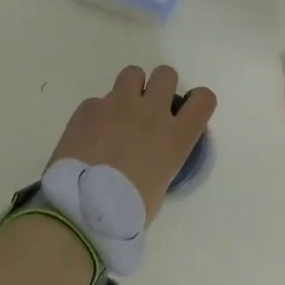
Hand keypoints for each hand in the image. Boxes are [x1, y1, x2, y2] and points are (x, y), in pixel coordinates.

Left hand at [47, 65, 215, 222]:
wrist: (80, 209)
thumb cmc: (126, 212)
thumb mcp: (158, 188)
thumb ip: (160, 163)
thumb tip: (149, 161)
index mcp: (176, 137)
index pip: (203, 99)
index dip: (197, 101)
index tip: (186, 112)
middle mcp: (151, 113)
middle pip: (166, 74)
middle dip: (159, 86)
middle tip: (148, 108)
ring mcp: (118, 105)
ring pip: (132, 73)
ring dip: (130, 89)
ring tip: (119, 113)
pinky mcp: (88, 108)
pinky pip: (97, 101)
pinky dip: (96, 114)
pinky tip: (88, 136)